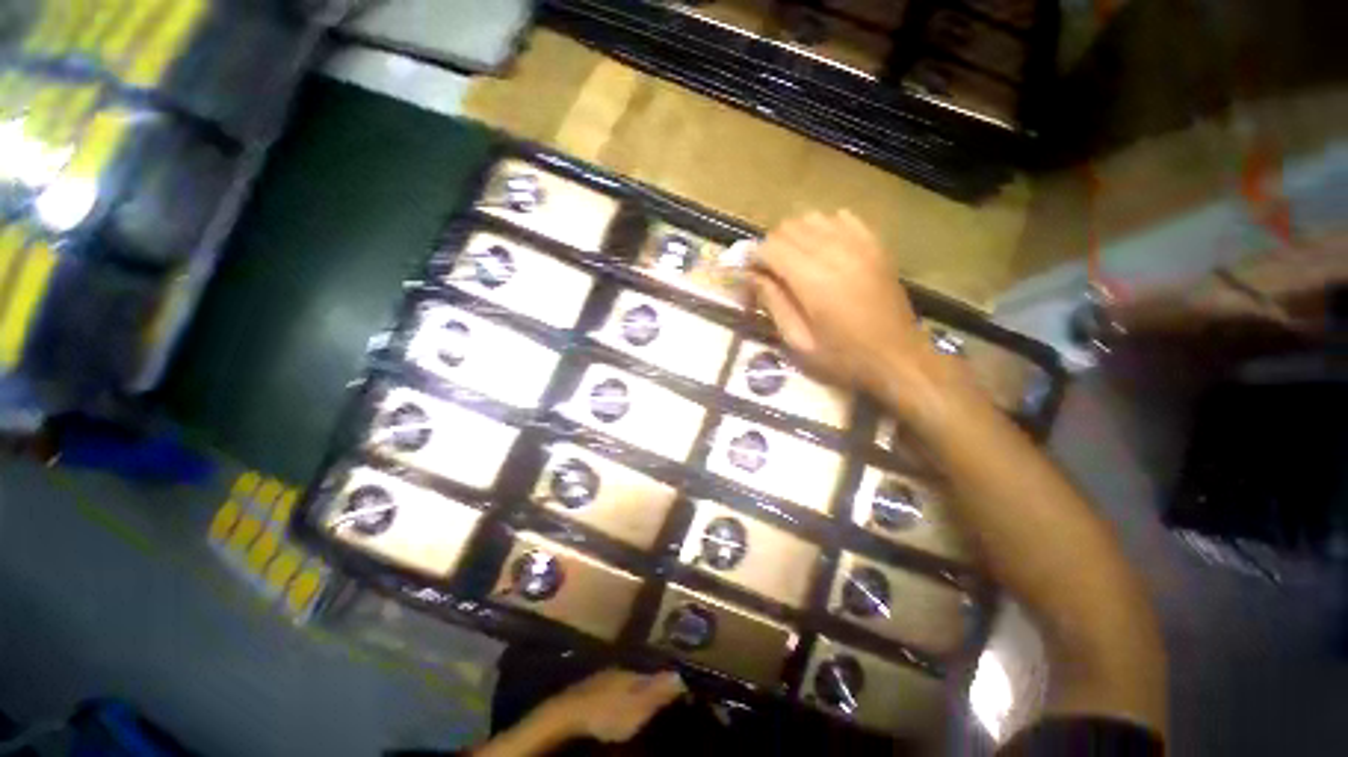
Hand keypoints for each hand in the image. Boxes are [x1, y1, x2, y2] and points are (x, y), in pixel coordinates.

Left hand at [542, 669, 685, 743]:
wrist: (569, 712)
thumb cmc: (607, 712)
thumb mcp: (637, 708)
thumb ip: (658, 692)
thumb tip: (680, 674)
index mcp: (634, 674)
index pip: (654, 675)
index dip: (663, 682)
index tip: (674, 691)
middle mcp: (620, 670)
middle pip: (638, 677)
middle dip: (646, 685)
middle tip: (655, 699)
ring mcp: (602, 678)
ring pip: (622, 682)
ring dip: (630, 691)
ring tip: (636, 703)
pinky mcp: (588, 689)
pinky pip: (609, 689)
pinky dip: (615, 696)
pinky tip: (614, 706)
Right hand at [749, 211, 926, 394]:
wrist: (896, 357)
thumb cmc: (842, 357)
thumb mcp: (798, 340)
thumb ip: (772, 303)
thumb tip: (751, 276)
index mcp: (812, 279)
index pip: (770, 247)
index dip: (754, 259)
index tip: (752, 278)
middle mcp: (834, 251)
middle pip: (789, 227)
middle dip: (772, 248)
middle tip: (771, 274)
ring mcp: (859, 244)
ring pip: (812, 218)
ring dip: (796, 237)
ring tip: (795, 263)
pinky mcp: (875, 244)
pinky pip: (841, 219)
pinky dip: (824, 229)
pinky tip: (823, 251)